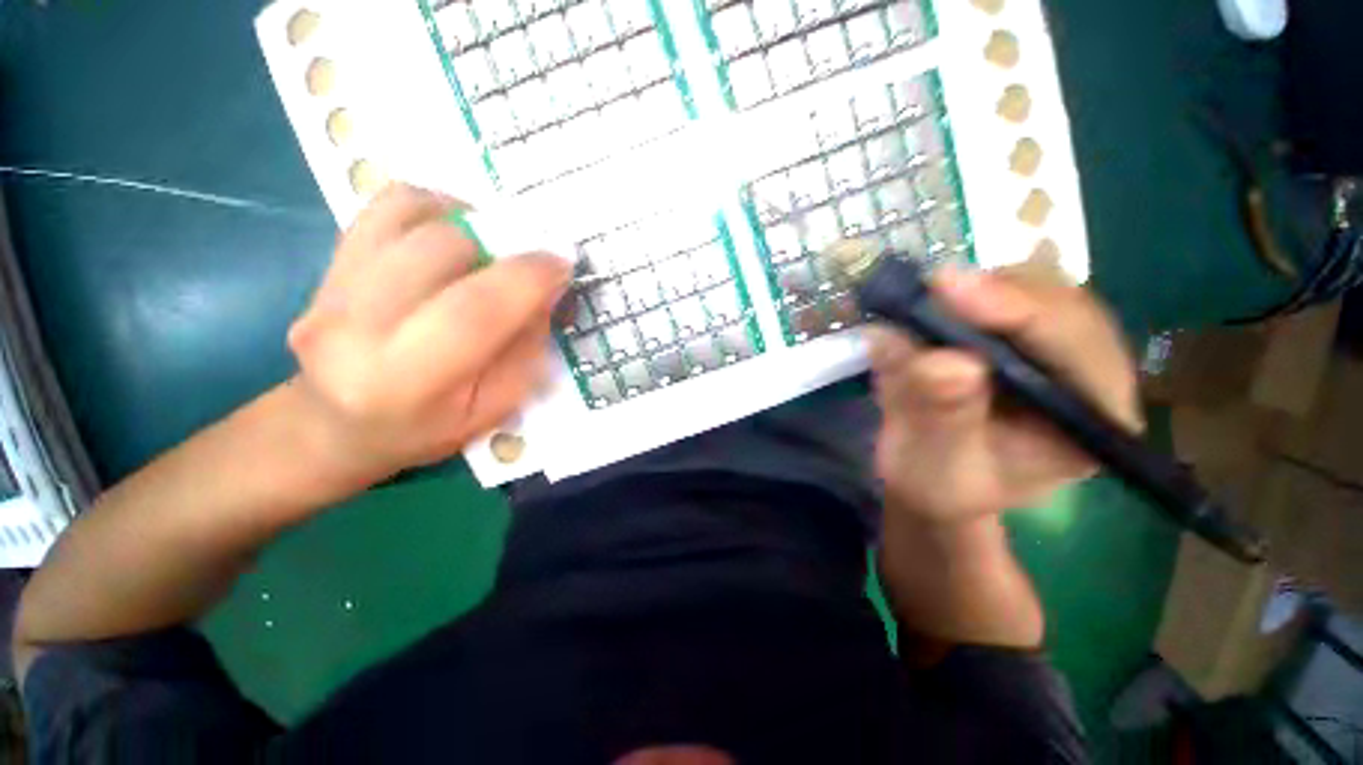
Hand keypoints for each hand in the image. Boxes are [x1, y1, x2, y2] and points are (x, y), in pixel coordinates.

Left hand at [286, 184, 570, 483]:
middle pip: (441, 248)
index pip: (475, 310)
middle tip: (530, 260)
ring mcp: (330, 286)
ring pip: (411, 214)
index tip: (562, 264)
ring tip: (492, 248)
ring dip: (469, 221)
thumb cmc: (425, 427)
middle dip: (503, 243)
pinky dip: (434, 208)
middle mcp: (356, 326)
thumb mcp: (492, 408)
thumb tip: (546, 290)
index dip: (528, 277)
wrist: (333, 424)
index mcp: (405, 381)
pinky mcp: (325, 262)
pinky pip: (386, 206)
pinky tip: (454, 236)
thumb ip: (525, 349)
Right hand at [869, 263, 1140, 524]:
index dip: (1020, 311)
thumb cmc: (941, 486)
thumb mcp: (937, 466)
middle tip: (930, 287)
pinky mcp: (1017, 334)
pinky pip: (1000, 294)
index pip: (1077, 349)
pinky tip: (931, 305)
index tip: (951, 289)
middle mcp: (1087, 374)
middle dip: (996, 291)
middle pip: (1061, 304)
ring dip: (976, 288)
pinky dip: (960, 293)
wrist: (929, 478)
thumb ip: (944, 418)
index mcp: (1093, 421)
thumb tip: (942, 360)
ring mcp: (1053, 348)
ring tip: (924, 299)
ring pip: (1034, 289)